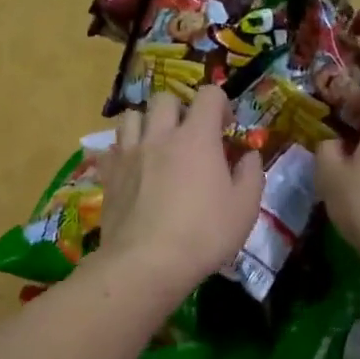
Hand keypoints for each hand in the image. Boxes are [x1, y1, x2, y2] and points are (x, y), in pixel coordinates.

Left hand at [97, 87, 264, 298]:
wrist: (146, 263)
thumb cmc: (203, 235)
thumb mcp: (245, 208)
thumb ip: (251, 174)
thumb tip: (249, 155)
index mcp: (196, 137)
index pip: (209, 95)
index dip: (220, 104)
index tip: (226, 128)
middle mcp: (159, 135)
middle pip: (165, 99)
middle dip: (180, 109)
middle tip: (189, 136)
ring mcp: (129, 154)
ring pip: (131, 116)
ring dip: (146, 123)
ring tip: (156, 146)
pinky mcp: (108, 175)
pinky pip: (111, 148)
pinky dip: (123, 150)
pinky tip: (132, 168)